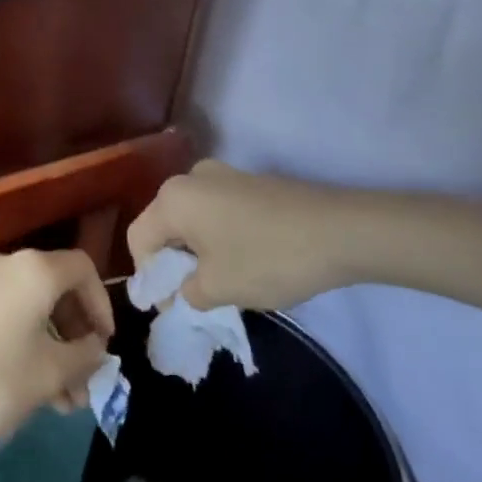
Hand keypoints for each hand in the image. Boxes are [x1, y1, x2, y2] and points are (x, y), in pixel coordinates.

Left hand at [0, 249, 113, 472]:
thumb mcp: (51, 373)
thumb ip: (84, 355)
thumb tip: (95, 347)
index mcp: (31, 269)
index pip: (82, 269)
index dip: (101, 305)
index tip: (104, 345)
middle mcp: (0, 264)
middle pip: (53, 289)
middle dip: (74, 336)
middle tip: (85, 381)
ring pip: (27, 308)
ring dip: (50, 349)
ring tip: (63, 403)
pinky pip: (1, 317)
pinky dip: (21, 344)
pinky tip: (32, 391)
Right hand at [127, 160, 363, 311]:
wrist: (342, 231)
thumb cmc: (267, 258)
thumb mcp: (218, 288)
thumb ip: (186, 294)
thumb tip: (182, 292)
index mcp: (173, 198)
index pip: (139, 240)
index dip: (149, 279)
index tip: (172, 307)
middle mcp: (192, 178)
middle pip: (164, 225)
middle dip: (173, 264)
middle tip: (196, 297)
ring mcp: (224, 175)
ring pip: (193, 219)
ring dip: (198, 252)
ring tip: (224, 281)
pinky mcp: (252, 182)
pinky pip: (218, 212)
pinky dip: (221, 238)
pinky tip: (247, 260)